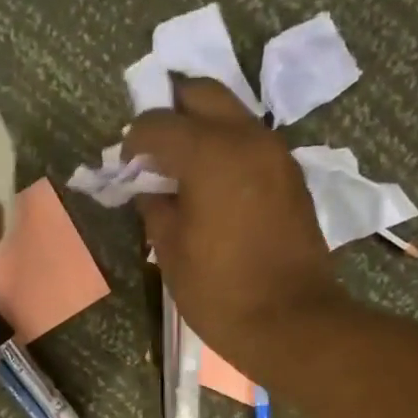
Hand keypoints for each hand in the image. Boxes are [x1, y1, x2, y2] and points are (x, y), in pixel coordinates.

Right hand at [124, 78, 344, 372]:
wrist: (290, 322)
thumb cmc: (220, 293)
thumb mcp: (171, 253)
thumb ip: (156, 211)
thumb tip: (151, 192)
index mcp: (209, 153)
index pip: (159, 124)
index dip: (134, 141)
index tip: (125, 165)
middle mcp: (247, 138)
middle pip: (203, 95)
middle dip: (173, 112)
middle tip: (154, 149)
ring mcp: (276, 155)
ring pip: (233, 116)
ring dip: (204, 129)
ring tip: (183, 169)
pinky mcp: (291, 178)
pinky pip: (252, 145)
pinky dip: (228, 151)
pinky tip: (214, 186)